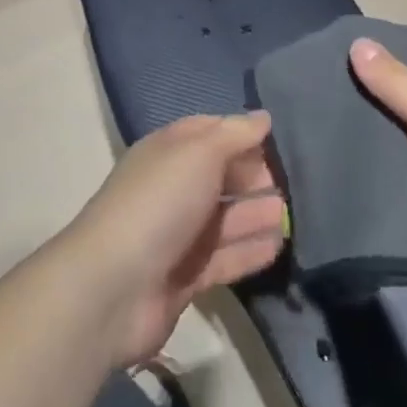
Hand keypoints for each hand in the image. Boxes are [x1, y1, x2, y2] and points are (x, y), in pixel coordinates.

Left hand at [67, 114, 286, 367]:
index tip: (279, 141)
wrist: (113, 288)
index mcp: (169, 152)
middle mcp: (173, 188)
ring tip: (291, 217)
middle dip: (256, 177)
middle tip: (294, 184)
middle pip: (222, 176)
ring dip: (258, 216)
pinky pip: (225, 258)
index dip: (243, 135)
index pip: (211, 133)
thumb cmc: (160, 202)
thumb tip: (263, 118)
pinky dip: (250, 251)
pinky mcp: (185, 277)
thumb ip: (235, 134)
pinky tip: (278, 248)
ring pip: (226, 219)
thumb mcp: (200, 152)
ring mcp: (178, 235)